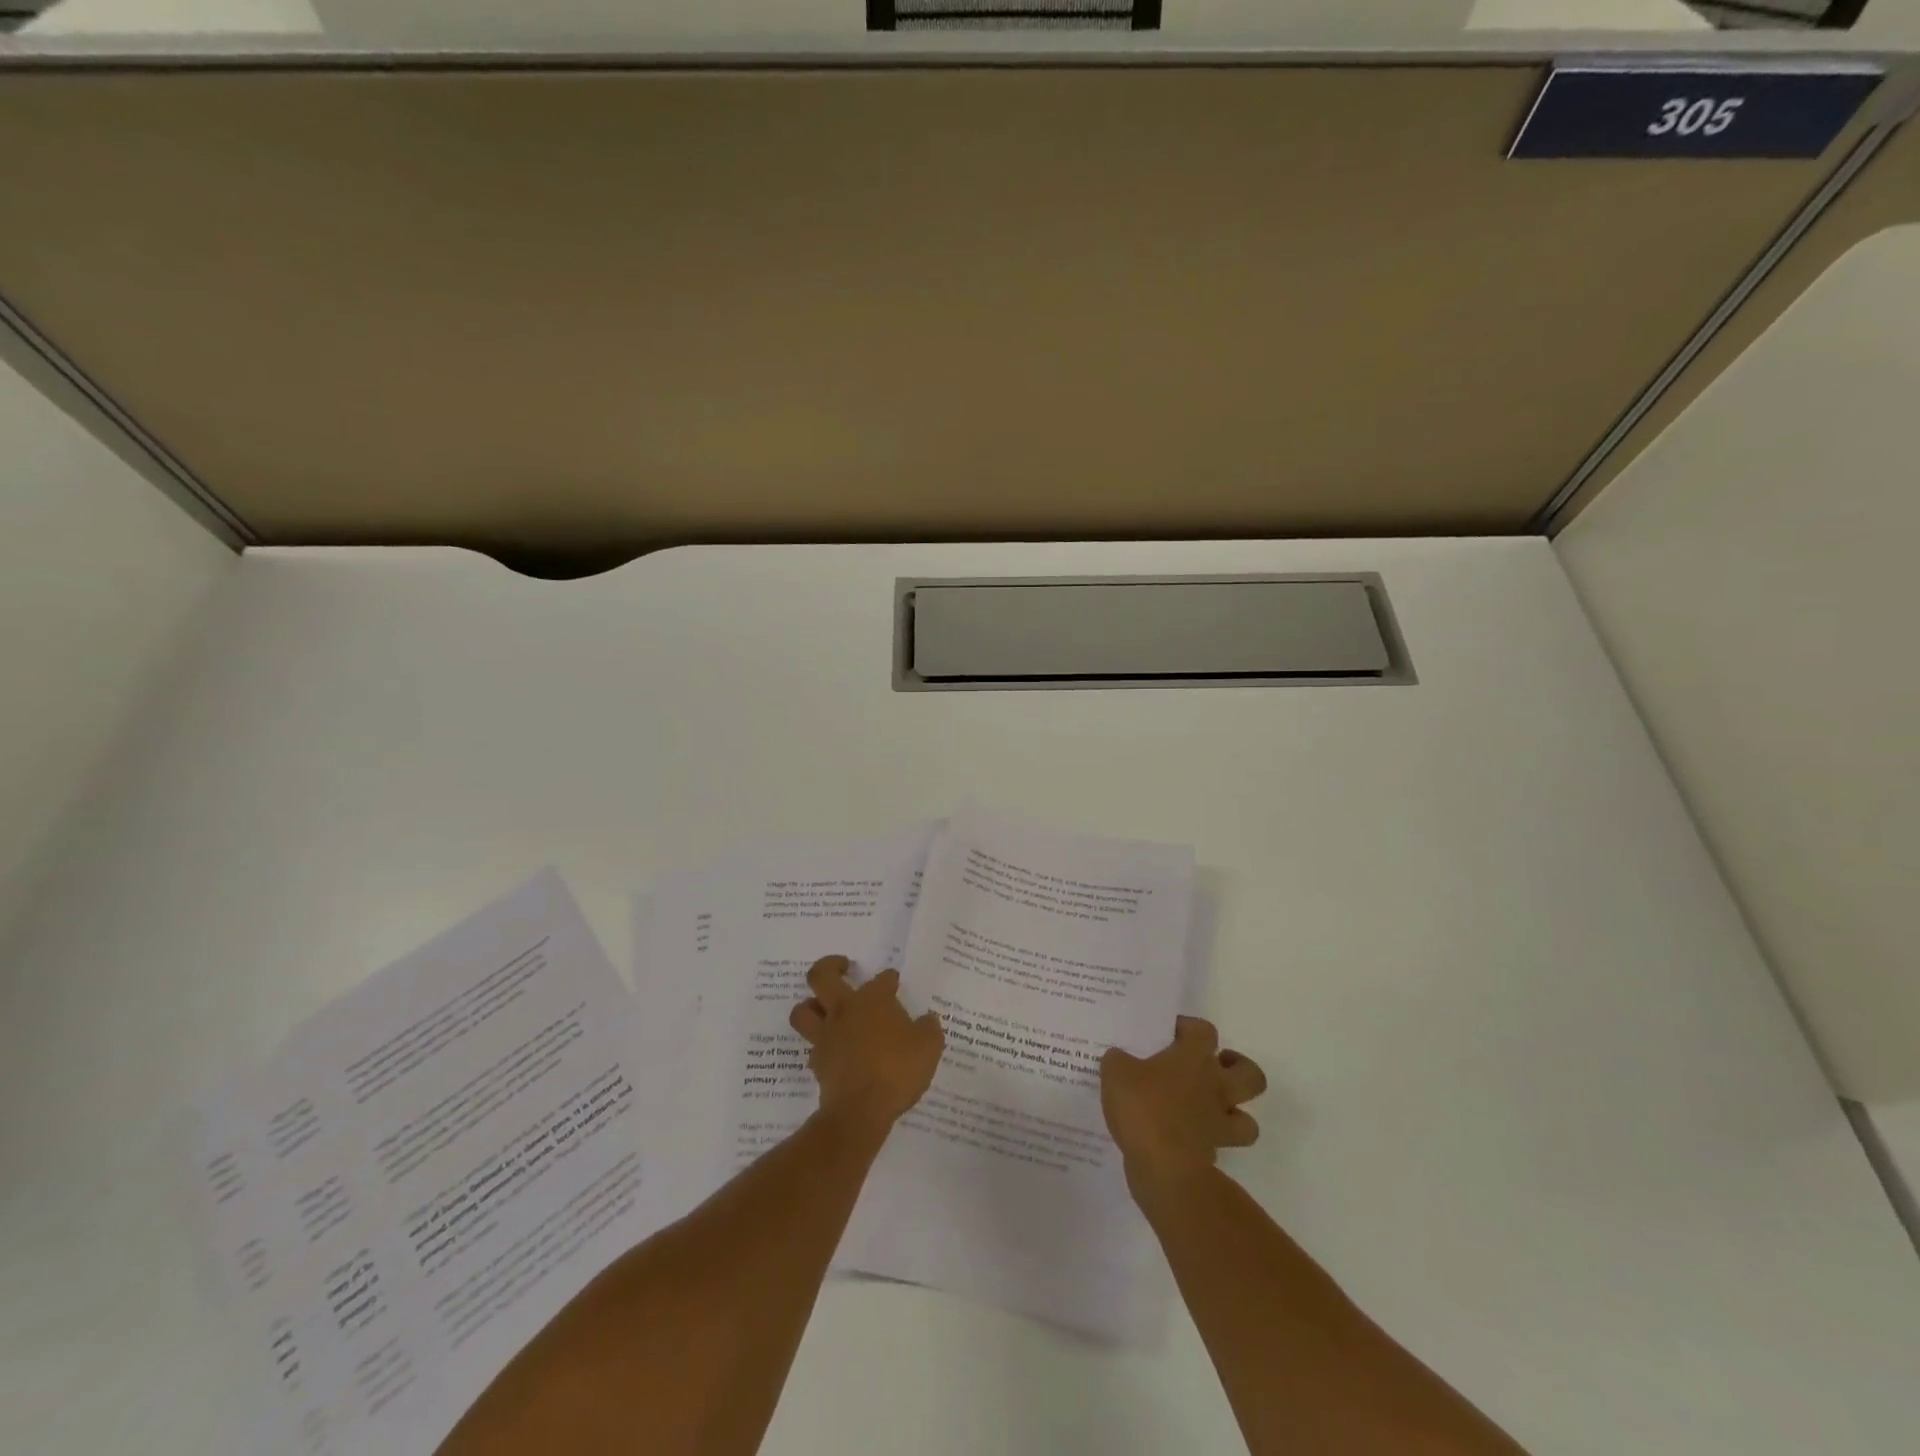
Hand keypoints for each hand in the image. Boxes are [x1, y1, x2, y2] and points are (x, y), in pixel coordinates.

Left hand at [789, 956, 944, 1132]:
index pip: (881, 979)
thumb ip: (929, 1028)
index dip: (889, 979)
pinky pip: (812, 1045)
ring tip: (823, 1006)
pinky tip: (833, 1049)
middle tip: (842, 966)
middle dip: (830, 965)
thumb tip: (927, 1020)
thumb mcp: (929, 1047)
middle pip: (821, 976)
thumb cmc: (898, 1070)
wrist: (862, 1110)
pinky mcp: (818, 1062)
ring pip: (803, 1010)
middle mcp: (844, 1010)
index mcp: (873, 999)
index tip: (894, 983)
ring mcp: (826, 1036)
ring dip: (811, 1005)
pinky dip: (820, 1043)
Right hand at [1101, 1016, 1266, 1201]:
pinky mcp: (1213, 1157)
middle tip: (1211, 1068)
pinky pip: (1220, 1147)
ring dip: (1233, 1113)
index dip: (1190, 1028)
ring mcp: (1218, 1124)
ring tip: (1206, 1109)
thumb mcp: (1115, 1072)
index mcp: (1194, 1058)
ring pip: (1248, 1120)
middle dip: (1237, 1069)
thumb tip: (1119, 1058)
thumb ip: (1118, 1060)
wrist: (1164, 1167)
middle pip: (1250, 1074)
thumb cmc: (1144, 1107)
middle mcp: (1215, 1087)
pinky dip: (1207, 1143)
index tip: (1170, 1034)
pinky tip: (1183, 1138)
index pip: (1204, 1031)